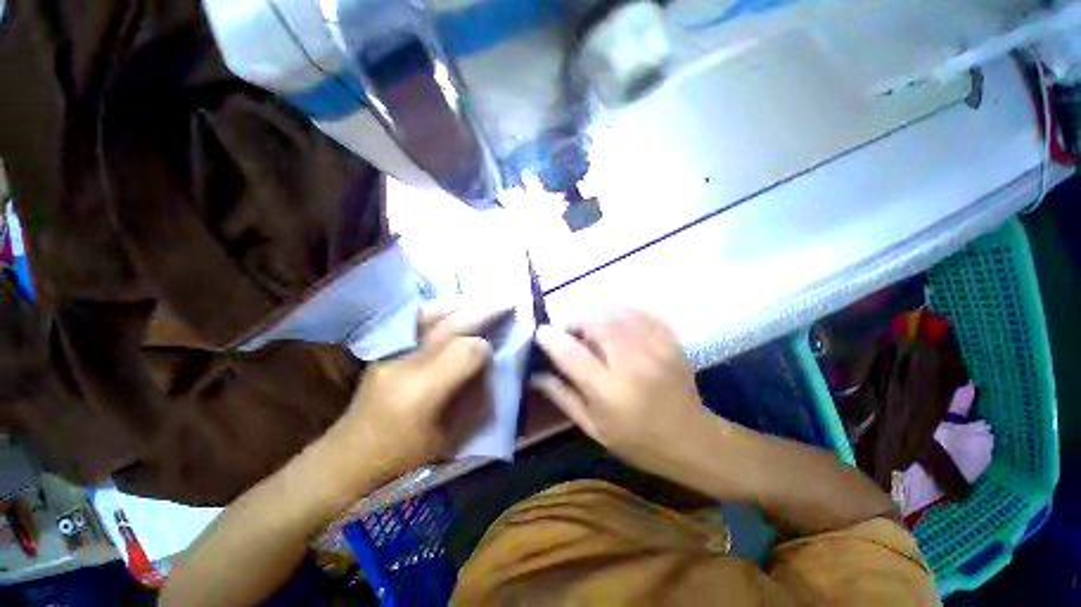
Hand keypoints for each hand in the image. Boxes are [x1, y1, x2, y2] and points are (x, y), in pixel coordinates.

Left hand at [324, 298, 508, 480]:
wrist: (350, 456)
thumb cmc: (405, 457)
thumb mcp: (452, 437)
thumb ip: (477, 398)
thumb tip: (490, 364)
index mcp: (423, 391)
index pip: (466, 352)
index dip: (485, 347)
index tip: (495, 349)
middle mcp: (405, 363)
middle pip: (450, 326)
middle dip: (482, 312)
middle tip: (506, 304)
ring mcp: (390, 352)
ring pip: (431, 314)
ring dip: (461, 304)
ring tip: (483, 299)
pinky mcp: (383, 348)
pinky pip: (416, 318)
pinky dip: (440, 307)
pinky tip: (454, 305)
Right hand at [533, 309, 713, 475]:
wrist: (692, 440)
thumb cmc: (637, 441)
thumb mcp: (593, 427)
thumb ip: (563, 396)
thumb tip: (537, 374)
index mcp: (609, 391)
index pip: (572, 354)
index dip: (551, 338)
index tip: (540, 333)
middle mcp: (632, 363)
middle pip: (595, 325)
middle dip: (576, 325)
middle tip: (571, 337)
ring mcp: (655, 348)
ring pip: (616, 315)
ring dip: (597, 320)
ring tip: (593, 334)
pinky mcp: (670, 341)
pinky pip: (640, 314)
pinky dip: (622, 315)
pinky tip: (618, 327)